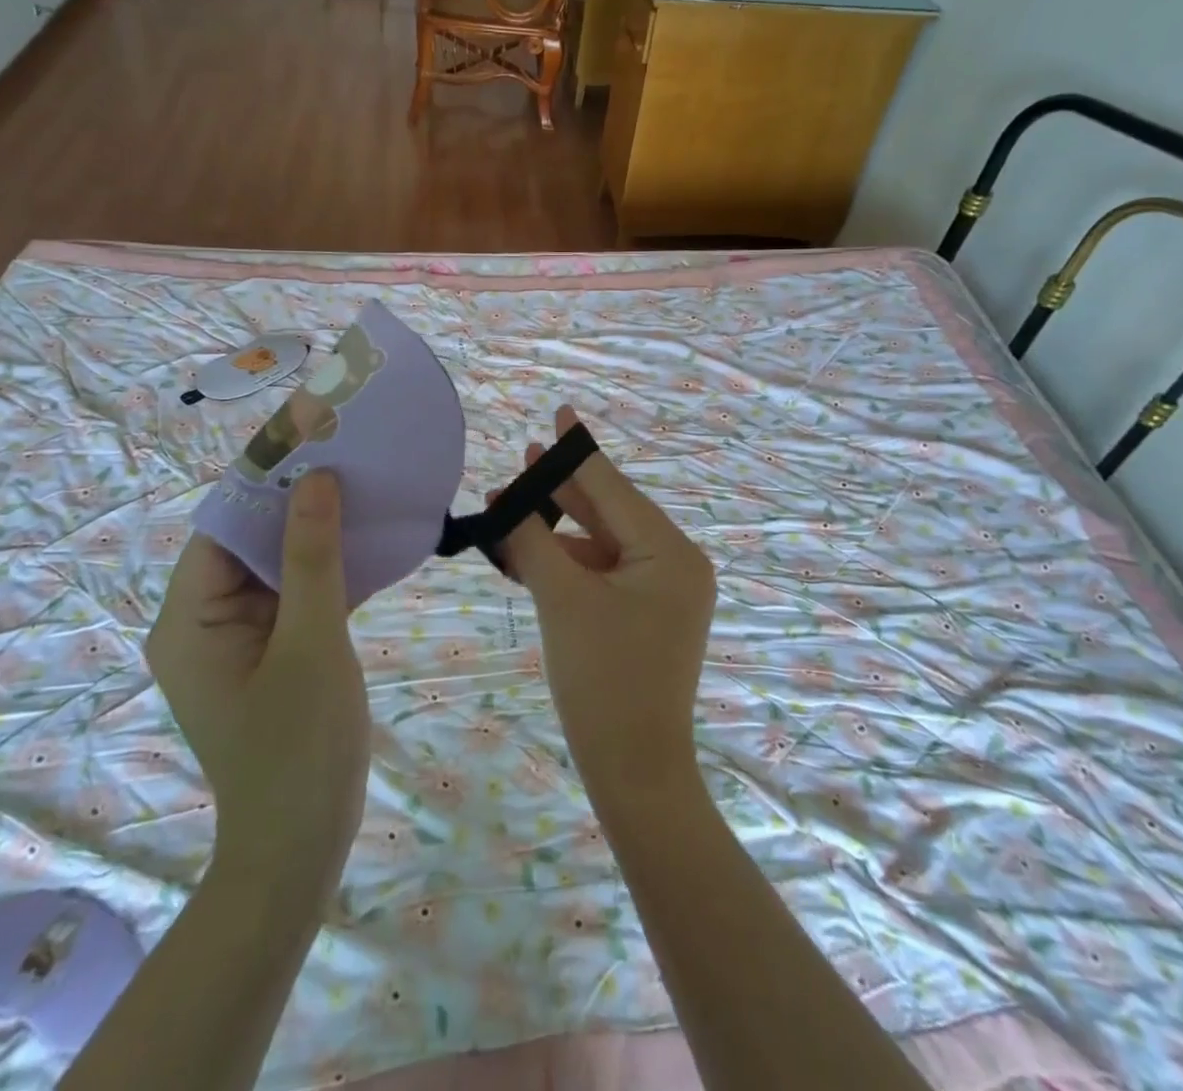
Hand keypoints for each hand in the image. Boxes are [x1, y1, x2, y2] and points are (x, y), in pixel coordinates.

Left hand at [147, 471, 368, 891]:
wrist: (299, 851)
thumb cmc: (298, 748)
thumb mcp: (311, 643)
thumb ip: (312, 558)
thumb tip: (316, 478)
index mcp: (188, 617)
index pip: (224, 524)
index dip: (265, 478)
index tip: (313, 435)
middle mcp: (200, 621)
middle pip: (248, 541)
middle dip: (296, 501)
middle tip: (348, 455)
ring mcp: (234, 639)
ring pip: (274, 566)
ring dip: (315, 534)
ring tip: (361, 486)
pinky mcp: (266, 654)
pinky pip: (291, 596)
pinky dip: (324, 571)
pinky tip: (366, 543)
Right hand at [500, 406, 715, 807]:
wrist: (634, 770)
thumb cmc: (602, 680)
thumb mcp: (562, 601)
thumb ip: (533, 541)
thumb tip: (507, 503)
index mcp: (669, 552)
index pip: (614, 488)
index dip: (578, 451)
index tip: (560, 411)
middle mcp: (675, 563)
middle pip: (609, 512)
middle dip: (561, 489)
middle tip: (522, 457)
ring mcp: (663, 591)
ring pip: (602, 543)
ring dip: (557, 529)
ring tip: (510, 506)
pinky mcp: (646, 614)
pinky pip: (603, 572)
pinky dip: (568, 562)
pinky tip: (529, 550)